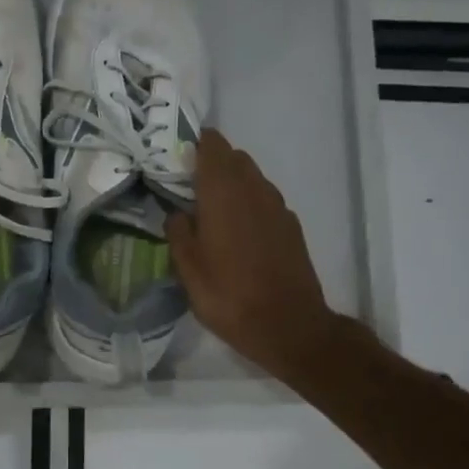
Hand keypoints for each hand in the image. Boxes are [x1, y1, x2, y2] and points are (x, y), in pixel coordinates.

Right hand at [167, 129, 360, 384]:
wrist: (288, 325)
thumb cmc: (229, 295)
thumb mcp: (188, 269)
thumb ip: (179, 232)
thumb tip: (178, 213)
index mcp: (223, 193)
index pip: (212, 147)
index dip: (195, 143)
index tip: (177, 153)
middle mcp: (254, 190)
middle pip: (234, 158)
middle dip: (212, 162)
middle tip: (187, 182)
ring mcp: (277, 207)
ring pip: (252, 177)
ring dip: (232, 181)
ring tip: (210, 206)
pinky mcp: (291, 226)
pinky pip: (265, 199)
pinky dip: (249, 201)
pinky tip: (236, 227)